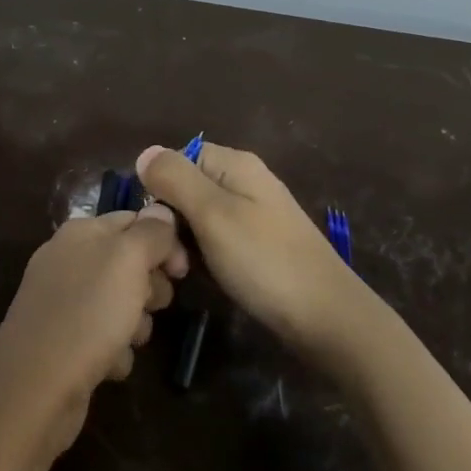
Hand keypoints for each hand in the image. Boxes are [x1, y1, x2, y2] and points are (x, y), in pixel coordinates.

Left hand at [0, 206, 185, 461]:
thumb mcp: (127, 261)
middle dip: (150, 287)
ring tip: (126, 340)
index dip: (165, 242)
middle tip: (150, 306)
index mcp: (81, 232)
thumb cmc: (87, 315)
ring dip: (136, 325)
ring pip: (121, 303)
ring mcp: (63, 302)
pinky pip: (104, 337)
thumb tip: (162, 211)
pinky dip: (113, 351)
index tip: (182, 272)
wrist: (34, 390)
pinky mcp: (63, 341)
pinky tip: (108, 365)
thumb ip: (150, 232)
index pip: (134, 220)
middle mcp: (68, 261)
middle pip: (130, 263)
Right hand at [135, 142, 371, 369]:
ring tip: (185, 270)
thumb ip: (176, 179)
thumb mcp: (212, 213)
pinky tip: (204, 277)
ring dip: (185, 242)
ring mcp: (254, 216)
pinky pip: (216, 240)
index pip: (178, 158)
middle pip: (187, 188)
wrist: (325, 317)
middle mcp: (245, 182)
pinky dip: (205, 256)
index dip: (160, 186)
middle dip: (171, 218)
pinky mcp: (258, 246)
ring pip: (198, 218)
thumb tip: (144, 152)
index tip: (155, 222)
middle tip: (171, 254)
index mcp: (236, 164)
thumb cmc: (264, 260)